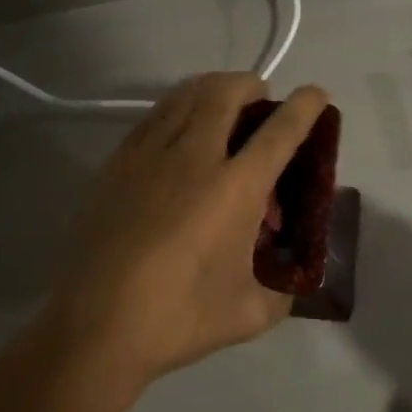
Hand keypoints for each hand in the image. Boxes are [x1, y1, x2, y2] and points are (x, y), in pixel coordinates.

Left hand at [44, 72, 330, 387]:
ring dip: (211, 89)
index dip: (304, 106)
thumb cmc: (178, 319)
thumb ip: (281, 293)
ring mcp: (149, 156)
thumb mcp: (250, 314)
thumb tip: (286, 282)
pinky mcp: (116, 165)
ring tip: (221, 106)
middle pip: (225, 93)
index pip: (280, 131)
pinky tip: (178, 133)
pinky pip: (153, 117)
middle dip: (250, 84)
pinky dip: (176, 109)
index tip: (316, 93)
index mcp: (235, 188)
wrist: (94, 327)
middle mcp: (194, 158)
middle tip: (260, 100)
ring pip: (184, 96)